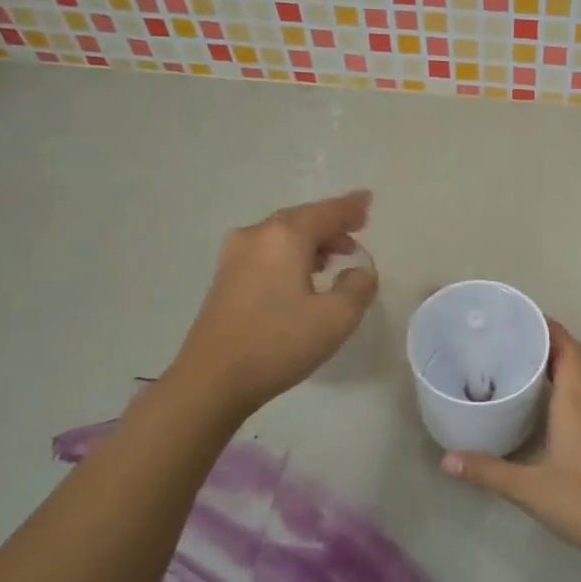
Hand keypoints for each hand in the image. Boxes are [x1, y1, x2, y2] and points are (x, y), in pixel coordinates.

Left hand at [173, 191, 378, 417]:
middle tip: (356, 232)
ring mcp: (235, 255)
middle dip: (330, 224)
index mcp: (285, 237)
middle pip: (302, 219)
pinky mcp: (225, 277)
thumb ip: (358, 288)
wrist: (212, 380)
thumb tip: (360, 271)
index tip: (368, 201)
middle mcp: (257, 235)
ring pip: (282, 235)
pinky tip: (302, 275)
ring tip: (334, 258)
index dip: (351, 207)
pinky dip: (290, 254)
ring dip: (311, 241)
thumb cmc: (278, 343)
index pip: (327, 212)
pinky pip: (267, 251)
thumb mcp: (336, 319)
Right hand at [441, 321, 580, 566]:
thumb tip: (446, 460)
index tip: (520, 319)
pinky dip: (573, 386)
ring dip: (562, 365)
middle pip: (576, 357)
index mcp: (578, 399)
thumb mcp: (529, 488)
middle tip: (513, 342)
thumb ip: (487, 471)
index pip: (567, 347)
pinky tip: (552, 404)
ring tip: (527, 365)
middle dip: (549, 343)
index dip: (548, 328)